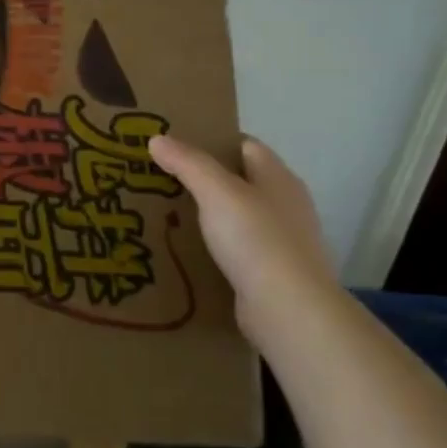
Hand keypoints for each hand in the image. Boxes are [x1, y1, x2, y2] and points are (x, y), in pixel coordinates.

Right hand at [147, 133, 339, 322]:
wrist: (288, 309)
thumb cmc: (256, 239)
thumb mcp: (216, 192)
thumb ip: (187, 163)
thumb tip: (157, 138)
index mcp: (279, 178)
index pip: (245, 146)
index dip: (213, 142)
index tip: (176, 147)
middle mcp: (286, 205)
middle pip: (242, 181)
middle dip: (206, 180)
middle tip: (164, 180)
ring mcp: (283, 241)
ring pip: (239, 217)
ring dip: (210, 216)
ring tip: (170, 215)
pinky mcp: (273, 273)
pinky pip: (239, 250)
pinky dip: (217, 248)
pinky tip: (190, 252)